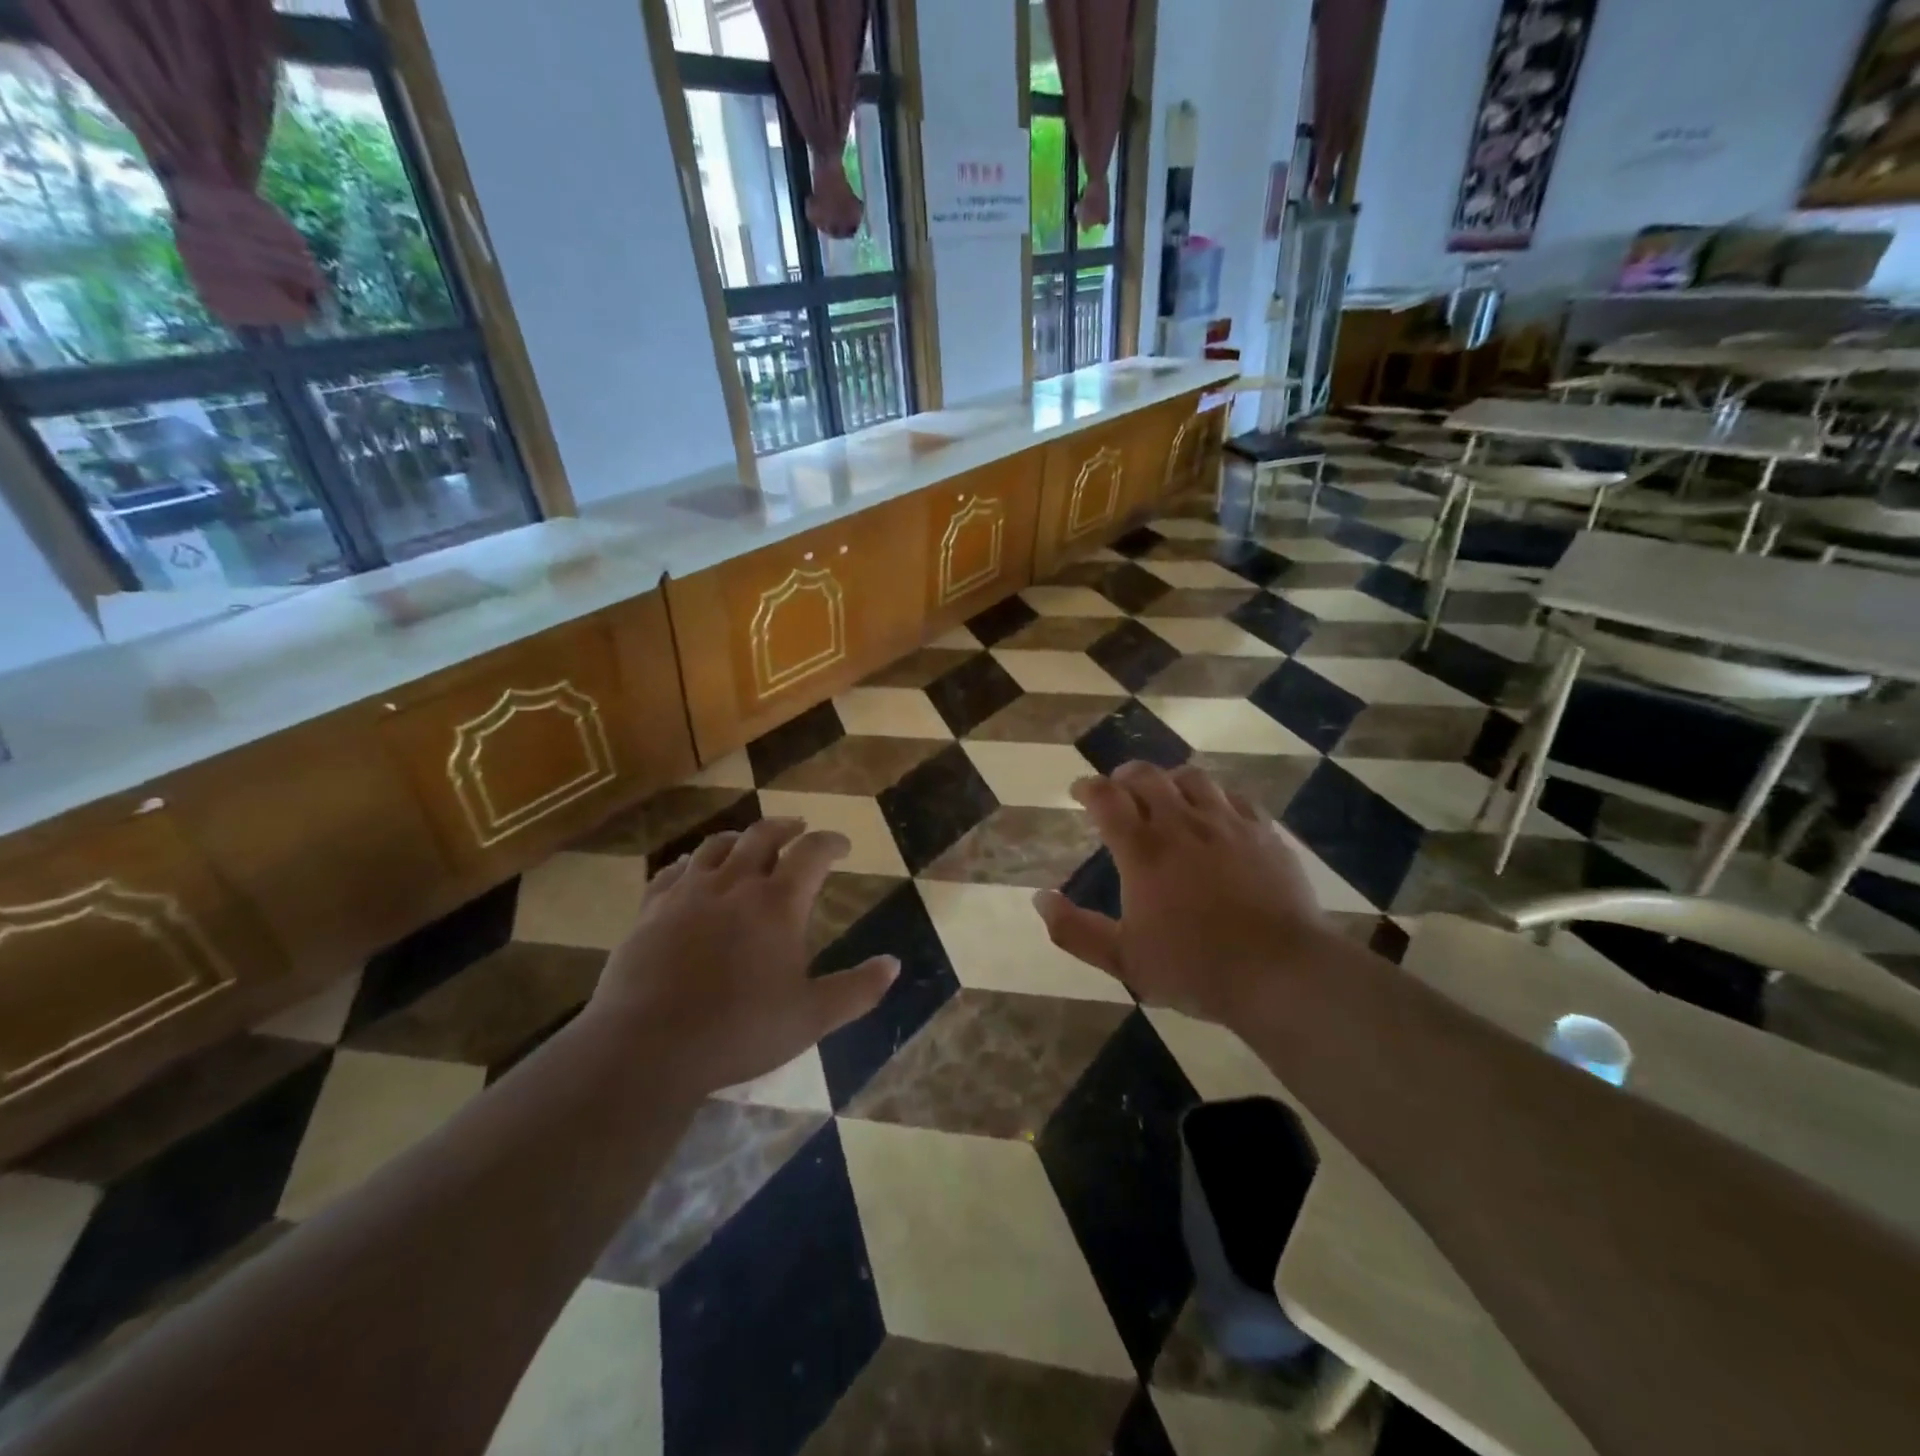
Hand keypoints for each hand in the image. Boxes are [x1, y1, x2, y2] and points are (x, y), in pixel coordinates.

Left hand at [583, 818, 898, 1094]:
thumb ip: (856, 990)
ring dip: (738, 838)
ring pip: (716, 846)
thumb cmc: (738, 1031)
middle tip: (798, 828)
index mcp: (777, 903)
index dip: (830, 842)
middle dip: (786, 827)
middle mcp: (734, 884)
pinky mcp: (651, 910)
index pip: (812, 853)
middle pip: (762, 835)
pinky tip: (691, 870)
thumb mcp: (811, 1018)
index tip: (842, 845)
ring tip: (747, 842)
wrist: (647, 1046)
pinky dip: (691, 862)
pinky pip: (673, 871)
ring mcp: (687, 893)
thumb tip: (894, 964)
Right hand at [1033, 762, 1340, 1026]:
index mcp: (1143, 850)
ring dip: (1169, 780)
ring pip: (1192, 778)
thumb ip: (1074, 930)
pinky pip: (1235, 797)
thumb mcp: (1123, 960)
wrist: (1281, 972)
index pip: (1106, 797)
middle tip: (1117, 789)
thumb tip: (1040, 899)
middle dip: (1124, 775)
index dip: (1088, 787)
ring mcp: (1227, 824)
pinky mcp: (1264, 833)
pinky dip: (1214, 797)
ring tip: (1165, 794)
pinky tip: (1214, 813)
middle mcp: (1181, 824)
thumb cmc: (1194, 968)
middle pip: (1147, 776)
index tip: (1079, 791)